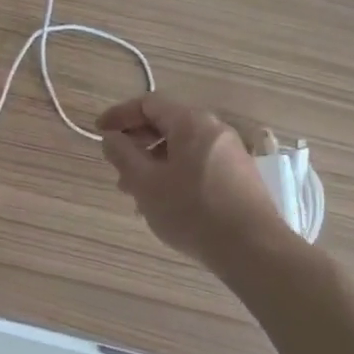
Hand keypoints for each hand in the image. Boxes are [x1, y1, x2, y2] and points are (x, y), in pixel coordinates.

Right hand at [98, 93, 286, 261]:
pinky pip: (198, 164)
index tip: (99, 133)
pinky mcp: (239, 177)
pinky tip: (166, 204)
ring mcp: (231, 153)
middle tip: (118, 170)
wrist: (253, 249)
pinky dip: (175, 174)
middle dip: (137, 144)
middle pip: (167, 124)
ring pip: (182, 148)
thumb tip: (111, 138)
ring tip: (137, 194)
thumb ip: (123, 155)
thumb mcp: (146, 183)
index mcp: (191, 121)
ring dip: (154, 163)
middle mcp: (214, 129)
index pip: (148, 103)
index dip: (119, 115)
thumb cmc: (192, 211)